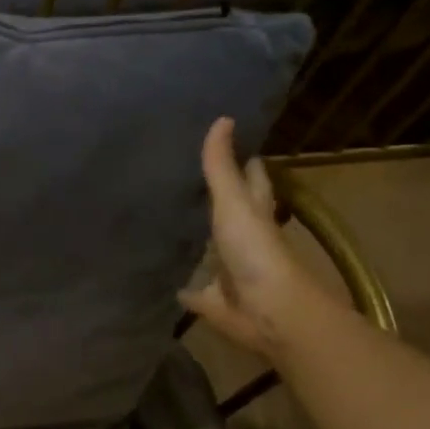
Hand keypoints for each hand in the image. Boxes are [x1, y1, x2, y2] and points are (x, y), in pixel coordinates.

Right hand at [179, 118, 322, 358]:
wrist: (268, 311)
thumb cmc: (255, 251)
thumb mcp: (234, 201)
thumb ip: (221, 166)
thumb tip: (223, 117)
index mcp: (254, 212)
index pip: (251, 178)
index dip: (243, 160)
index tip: (223, 141)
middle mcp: (243, 238)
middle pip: (230, 212)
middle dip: (214, 198)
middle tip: (182, 178)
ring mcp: (227, 269)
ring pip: (209, 250)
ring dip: (195, 241)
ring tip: (164, 222)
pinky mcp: (211, 298)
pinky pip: (193, 291)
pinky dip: (181, 287)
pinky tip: (162, 278)